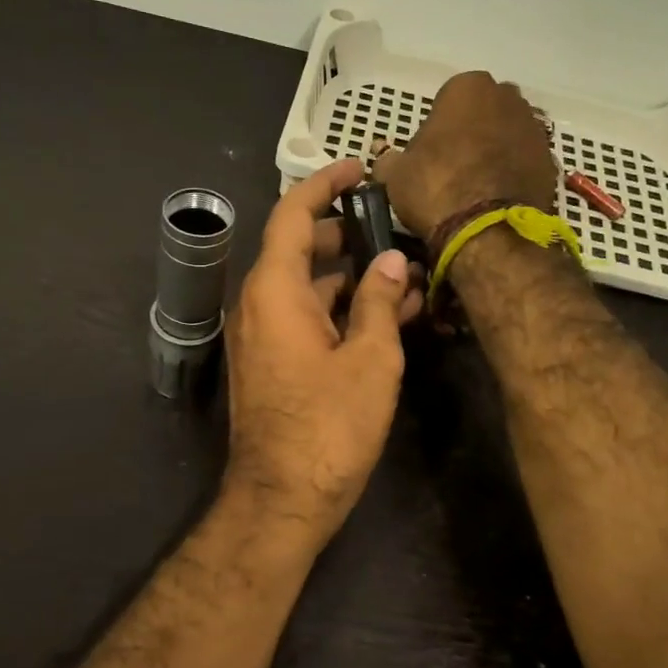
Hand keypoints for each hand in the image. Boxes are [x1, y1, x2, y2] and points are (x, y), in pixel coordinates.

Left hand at [223, 159, 423, 545]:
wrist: (283, 499)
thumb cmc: (329, 426)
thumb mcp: (370, 360)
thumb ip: (379, 302)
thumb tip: (391, 262)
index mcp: (274, 291)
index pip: (292, 214)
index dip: (323, 184)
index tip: (358, 169)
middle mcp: (259, 305)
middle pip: (300, 250)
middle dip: (348, 235)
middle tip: (396, 228)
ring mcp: (263, 337)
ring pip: (308, 289)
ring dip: (353, 280)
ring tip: (408, 277)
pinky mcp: (273, 364)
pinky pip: (306, 320)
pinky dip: (341, 312)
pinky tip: (388, 317)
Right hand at [372, 71, 556, 236]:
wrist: (487, 232)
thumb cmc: (435, 189)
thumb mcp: (395, 174)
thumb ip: (389, 159)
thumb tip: (384, 159)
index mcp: (467, 87)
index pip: (447, 99)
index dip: (437, 127)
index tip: (430, 153)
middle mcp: (507, 97)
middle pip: (484, 111)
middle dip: (472, 131)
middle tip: (453, 166)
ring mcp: (534, 128)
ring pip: (508, 134)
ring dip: (495, 151)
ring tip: (476, 185)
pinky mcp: (551, 161)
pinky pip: (525, 161)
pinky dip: (514, 173)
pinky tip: (497, 197)